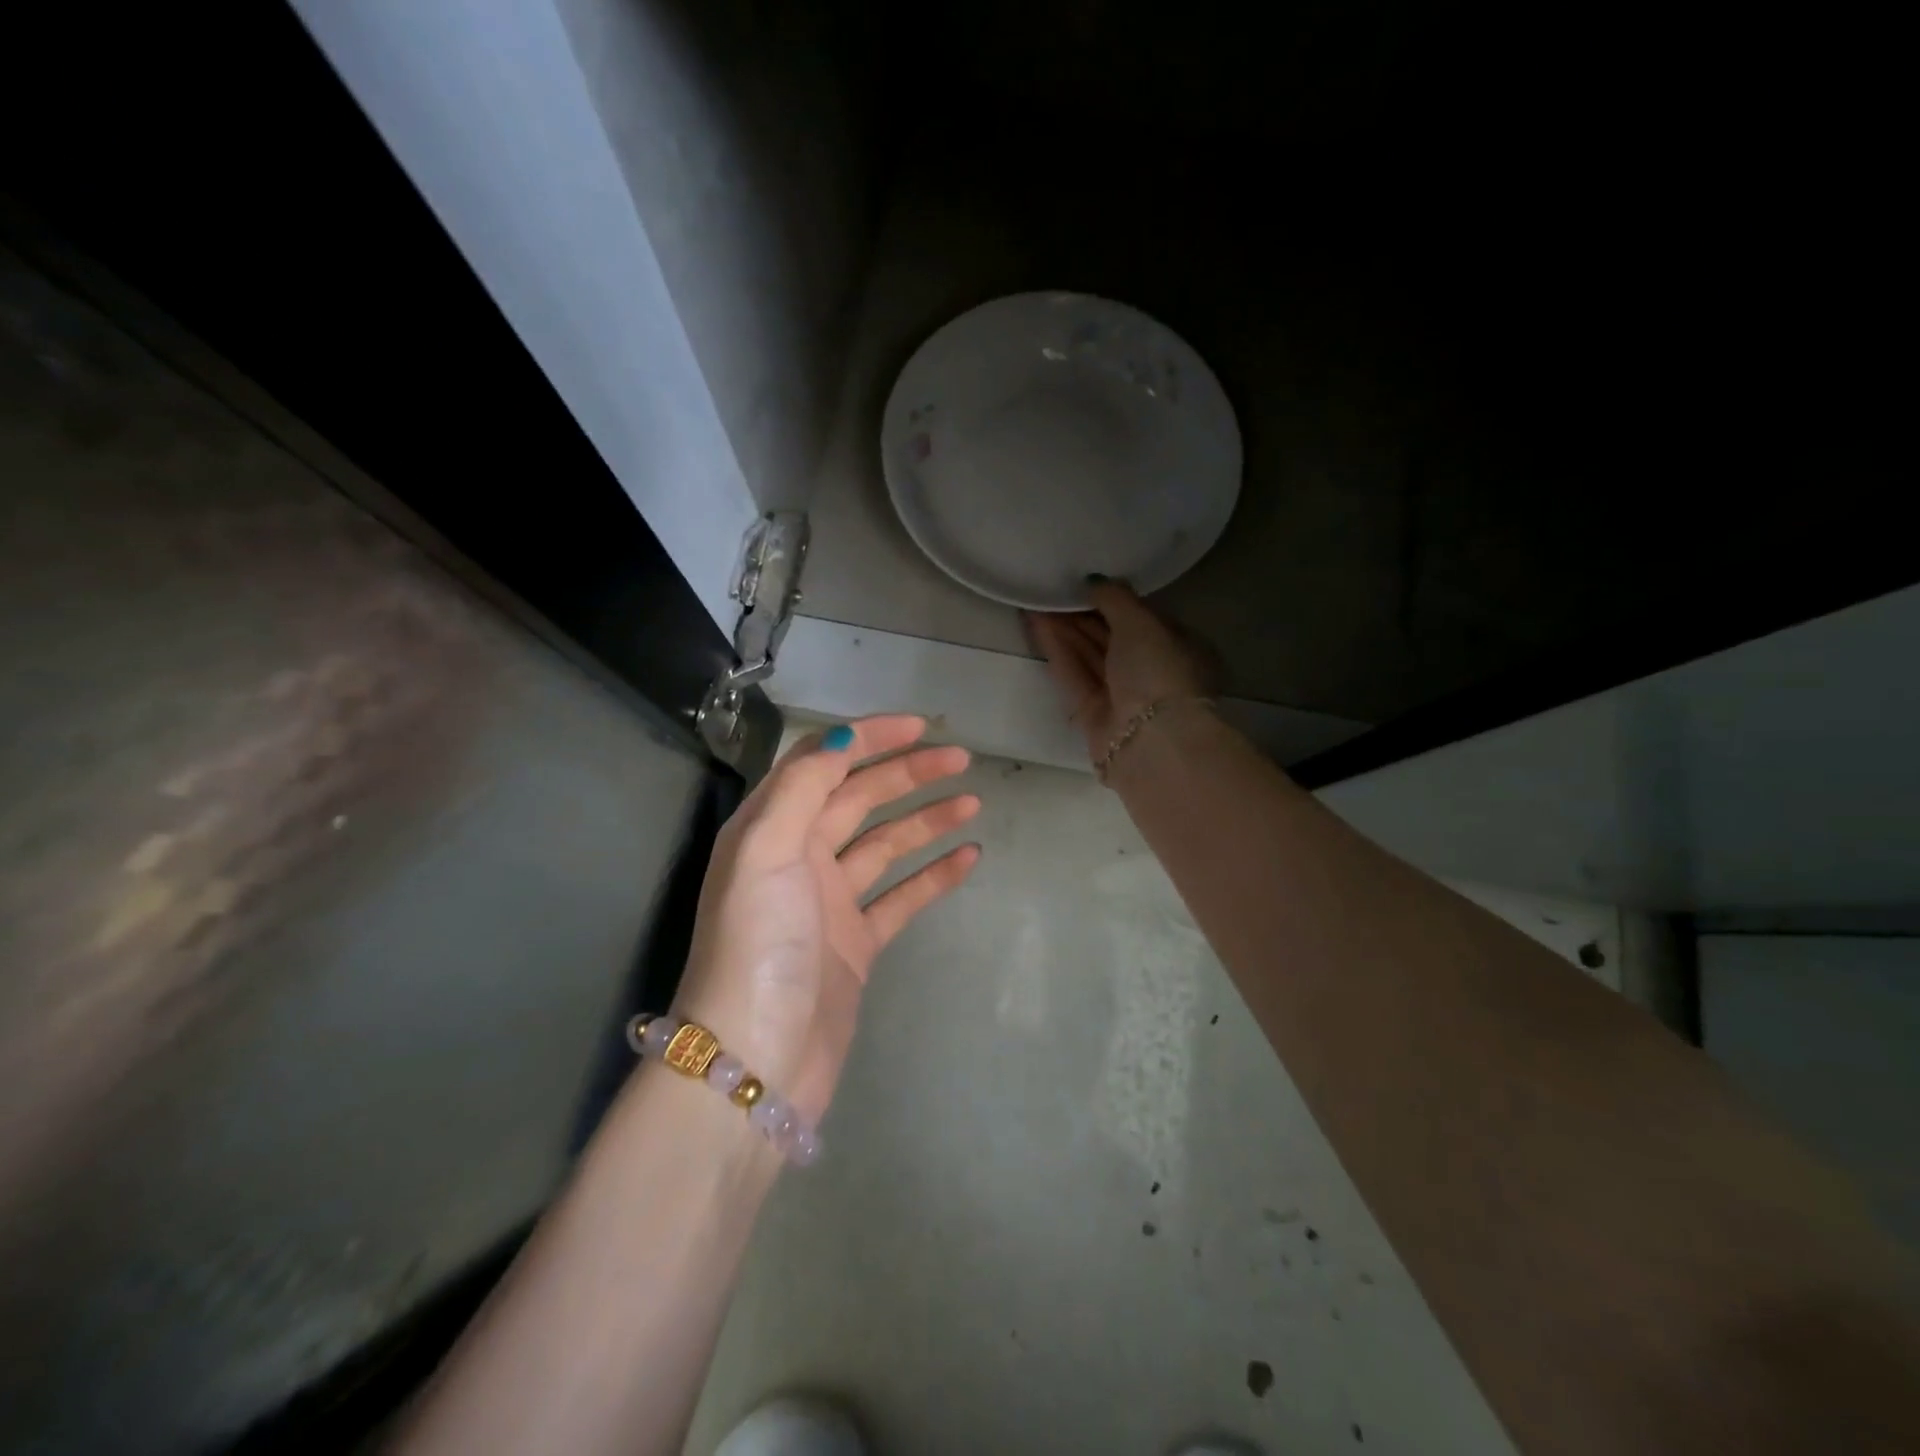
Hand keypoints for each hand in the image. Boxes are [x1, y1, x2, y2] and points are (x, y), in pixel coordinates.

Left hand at [671, 716, 979, 1124]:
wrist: (757, 1060)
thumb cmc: (757, 946)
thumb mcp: (765, 852)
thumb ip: (801, 789)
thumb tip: (841, 740)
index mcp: (770, 829)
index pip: (822, 765)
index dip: (869, 739)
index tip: (920, 726)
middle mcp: (797, 858)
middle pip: (859, 799)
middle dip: (907, 774)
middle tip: (961, 760)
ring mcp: (829, 903)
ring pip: (885, 844)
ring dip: (926, 819)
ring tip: (973, 801)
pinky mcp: (856, 944)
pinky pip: (901, 897)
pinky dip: (933, 875)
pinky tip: (969, 857)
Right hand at [1026, 580, 1213, 759]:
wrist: (1151, 741)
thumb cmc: (1159, 671)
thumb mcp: (1142, 622)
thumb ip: (1116, 598)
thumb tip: (1093, 580)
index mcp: (1179, 648)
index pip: (1144, 618)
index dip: (1114, 599)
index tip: (1085, 582)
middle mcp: (1153, 672)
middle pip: (1113, 637)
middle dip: (1083, 614)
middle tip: (1052, 587)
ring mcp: (1122, 696)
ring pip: (1090, 655)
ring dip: (1065, 628)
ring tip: (1036, 599)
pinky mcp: (1094, 714)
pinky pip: (1074, 674)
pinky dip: (1057, 649)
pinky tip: (1036, 623)